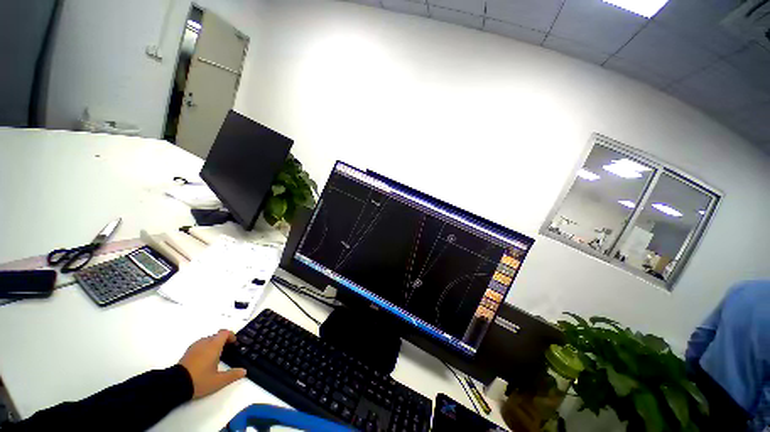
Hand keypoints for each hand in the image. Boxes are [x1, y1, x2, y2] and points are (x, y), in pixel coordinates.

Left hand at [178, 329, 246, 398]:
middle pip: (216, 336)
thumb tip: (244, 371)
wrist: (175, 385)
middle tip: (227, 351)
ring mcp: (194, 347)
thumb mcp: (218, 381)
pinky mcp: (187, 352)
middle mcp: (204, 343)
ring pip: (207, 340)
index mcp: (214, 346)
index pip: (225, 333)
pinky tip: (204, 360)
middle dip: (223, 341)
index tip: (234, 343)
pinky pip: (199, 345)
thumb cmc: (199, 380)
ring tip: (215, 356)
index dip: (231, 336)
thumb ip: (232, 375)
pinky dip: (205, 348)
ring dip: (213, 344)